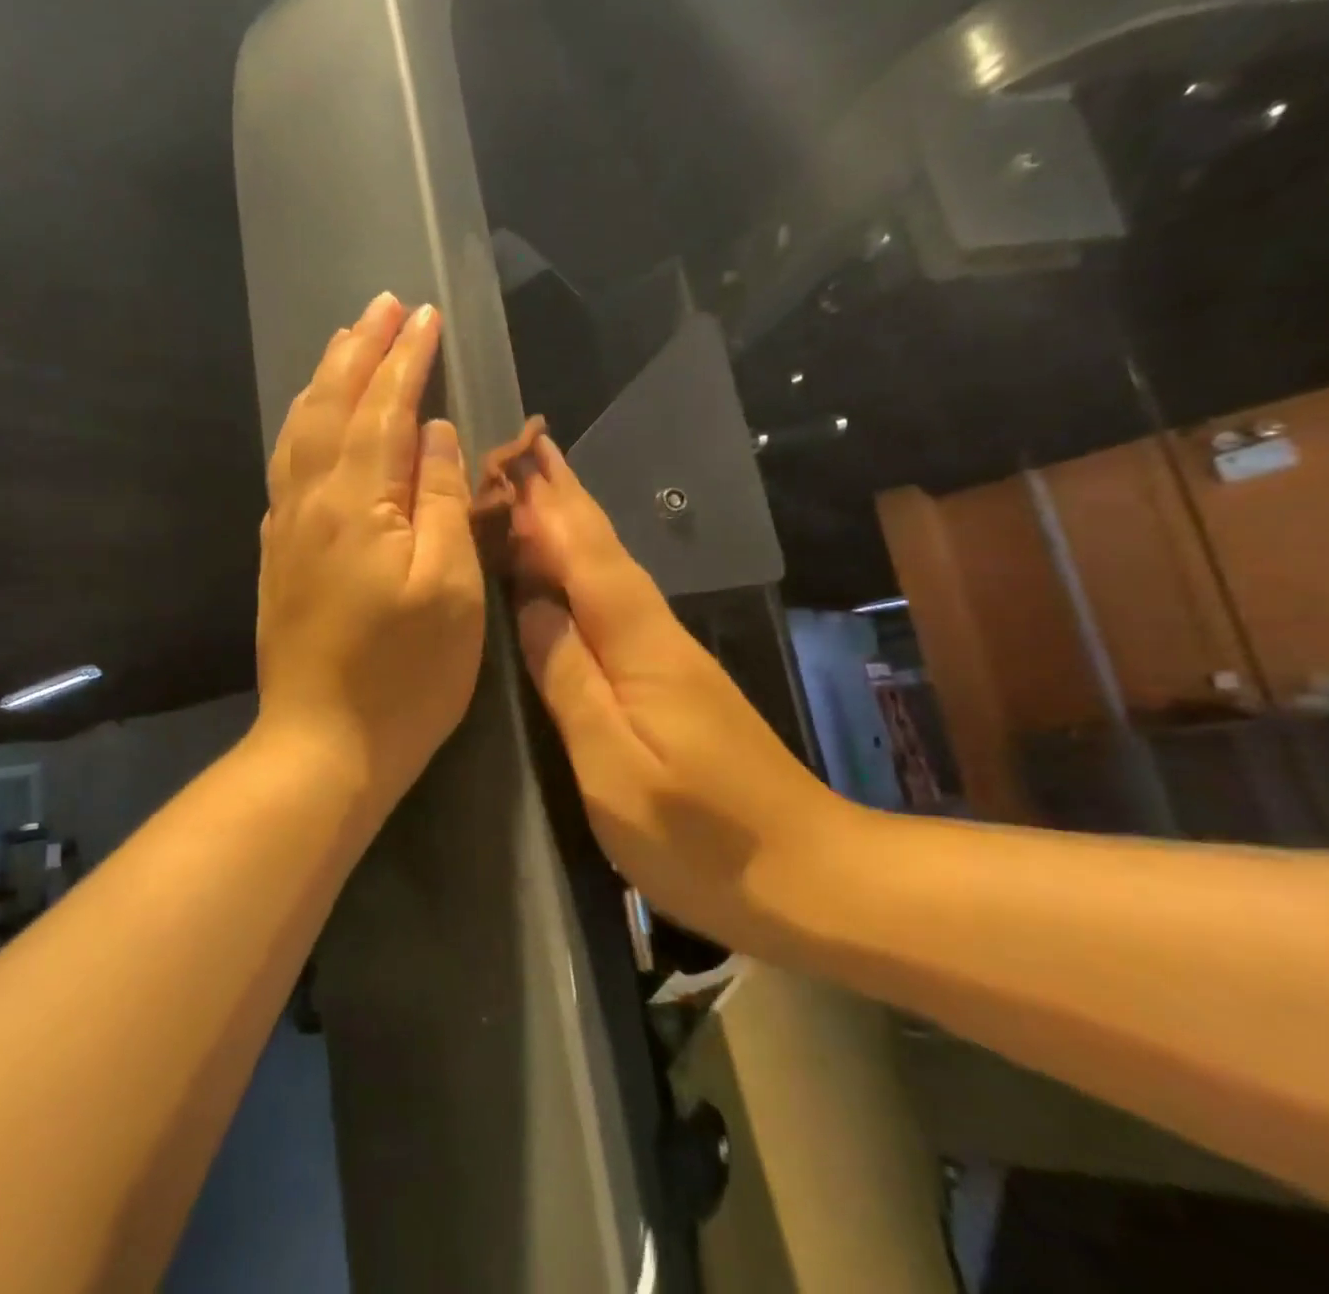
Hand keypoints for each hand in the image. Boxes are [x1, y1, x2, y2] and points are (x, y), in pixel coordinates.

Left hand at [255, 294, 485, 814]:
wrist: (323, 746)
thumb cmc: (406, 676)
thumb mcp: (450, 589)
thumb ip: (439, 500)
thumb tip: (431, 432)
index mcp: (356, 504)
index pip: (385, 409)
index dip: (406, 359)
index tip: (423, 314)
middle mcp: (310, 502)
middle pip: (332, 406)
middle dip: (359, 351)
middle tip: (381, 305)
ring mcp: (286, 529)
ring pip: (299, 431)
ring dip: (325, 380)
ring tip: (344, 343)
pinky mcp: (278, 555)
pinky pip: (286, 467)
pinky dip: (301, 426)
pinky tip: (311, 422)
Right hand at [509, 437, 854, 948]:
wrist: (812, 874)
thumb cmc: (701, 835)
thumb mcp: (613, 767)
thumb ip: (568, 680)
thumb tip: (530, 605)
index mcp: (639, 644)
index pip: (585, 554)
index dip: (548, 505)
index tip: (516, 456)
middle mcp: (657, 633)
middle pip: (603, 550)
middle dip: (562, 499)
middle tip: (523, 453)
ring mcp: (671, 656)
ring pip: (612, 572)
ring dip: (573, 528)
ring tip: (534, 496)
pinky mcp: (676, 681)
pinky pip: (617, 605)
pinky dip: (587, 573)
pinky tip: (571, 576)